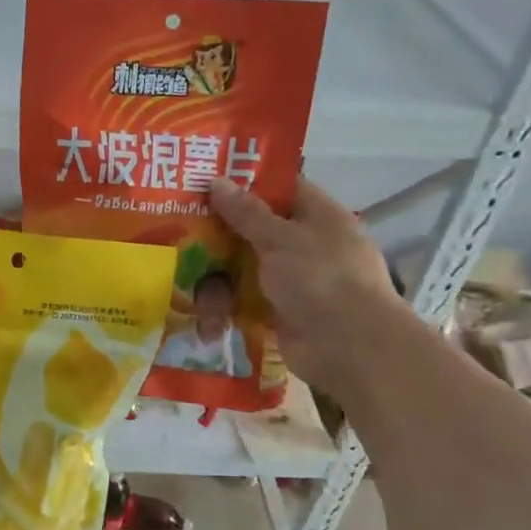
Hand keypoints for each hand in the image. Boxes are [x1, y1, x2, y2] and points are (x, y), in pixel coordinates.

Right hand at [210, 177, 402, 396]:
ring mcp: (294, 282)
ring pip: (243, 270)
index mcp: (318, 217)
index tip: (206, 184)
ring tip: (195, 294)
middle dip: (219, 236)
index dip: (246, 185)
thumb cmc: (321, 279)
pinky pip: (244, 303)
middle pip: (254, 231)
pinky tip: (208, 320)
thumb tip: (216, 181)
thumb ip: (246, 212)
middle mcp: (307, 246)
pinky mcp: (280, 313)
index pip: (281, 189)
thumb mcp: (280, 238)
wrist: (350, 348)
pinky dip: (227, 310)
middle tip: (180, 233)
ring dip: (218, 282)